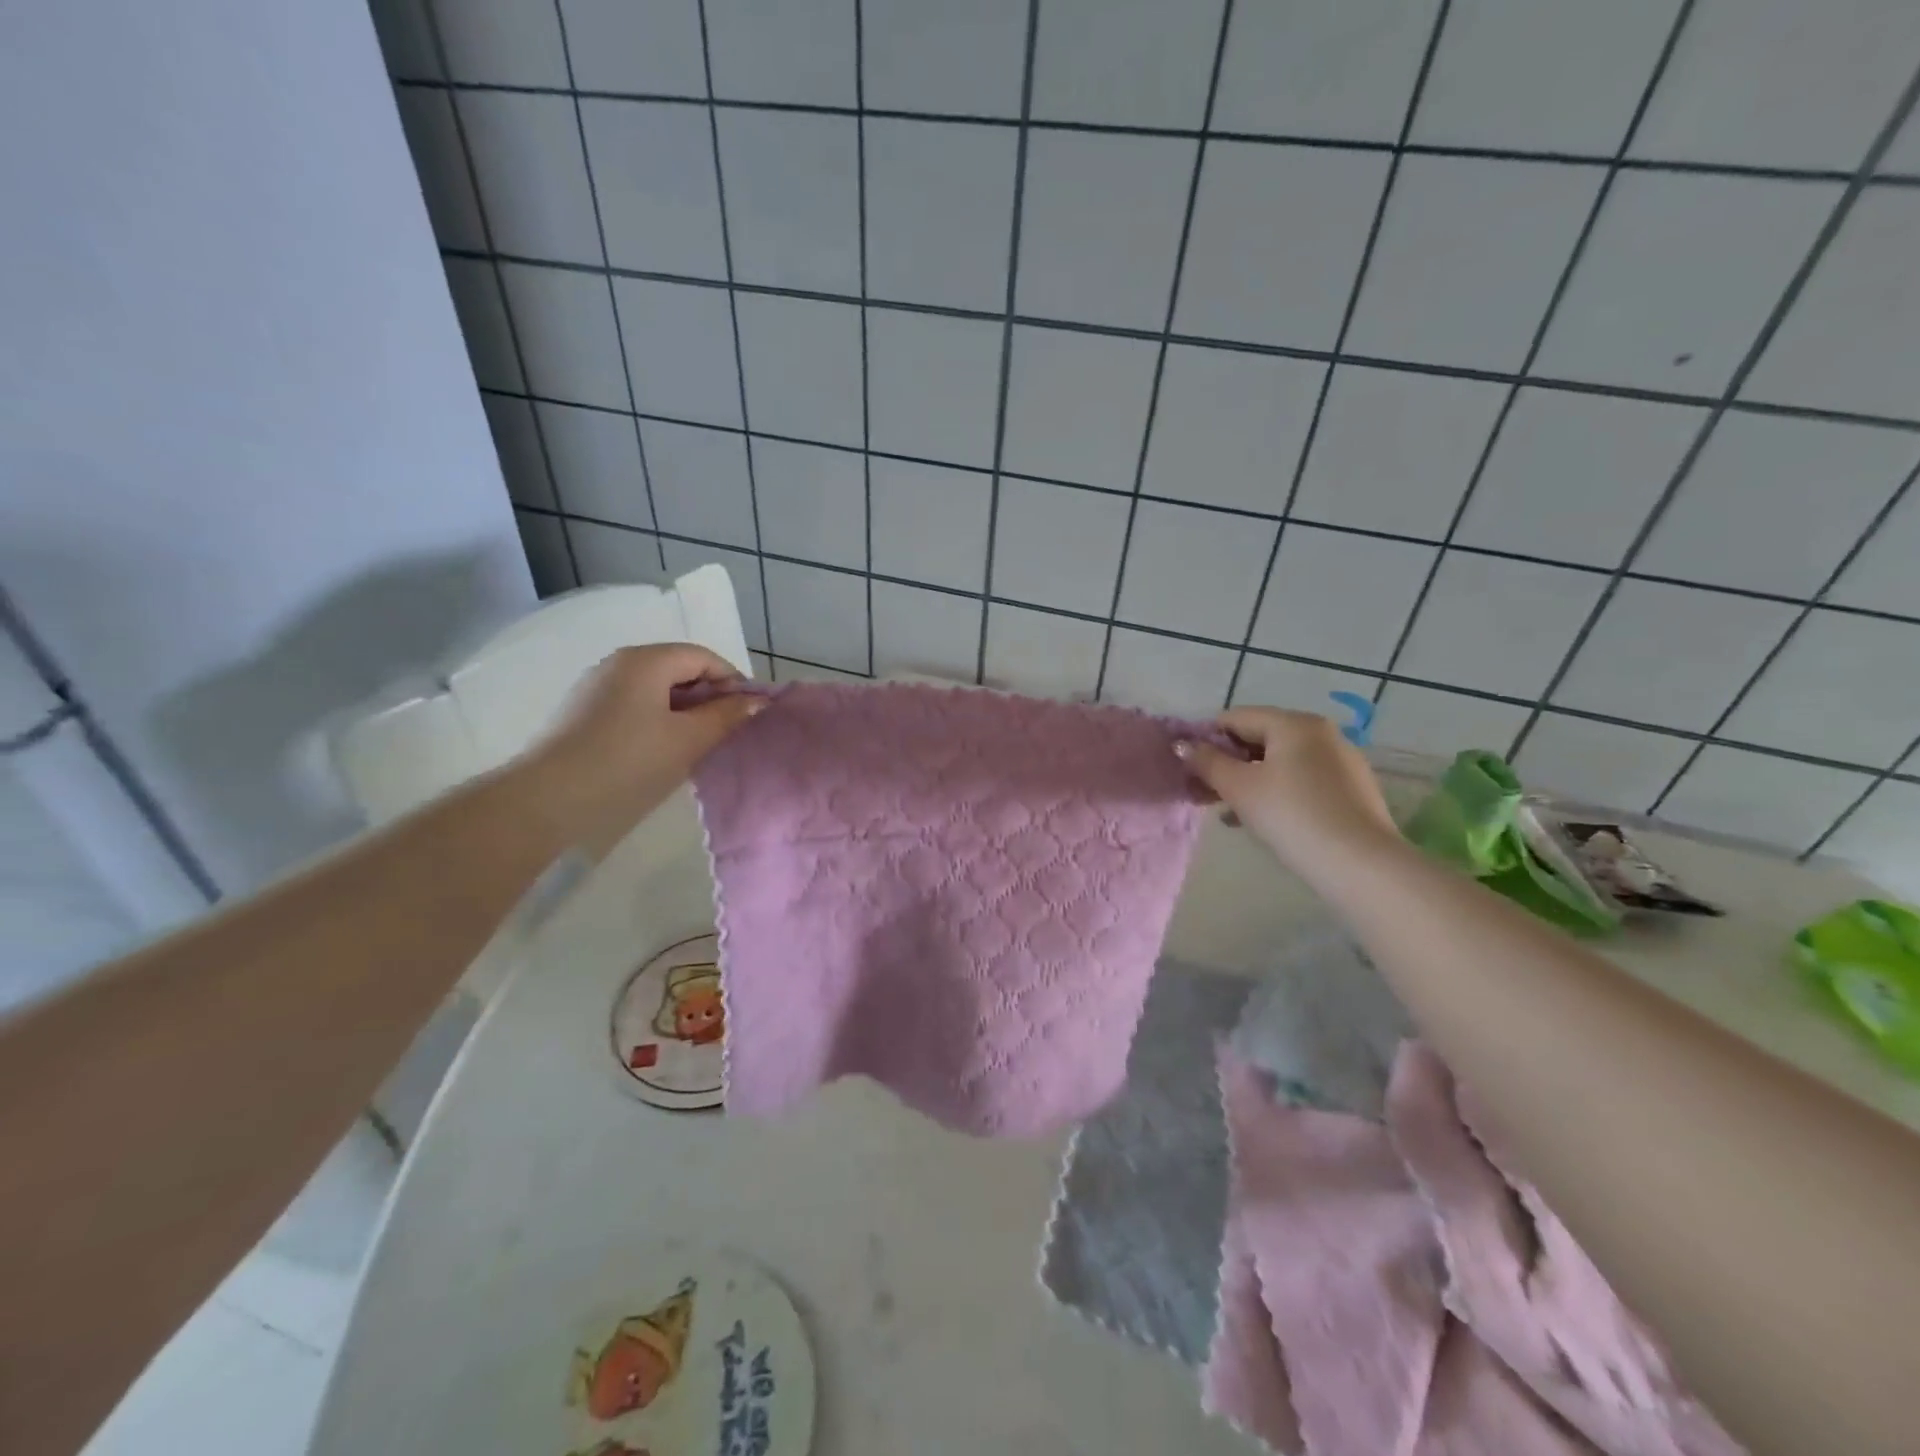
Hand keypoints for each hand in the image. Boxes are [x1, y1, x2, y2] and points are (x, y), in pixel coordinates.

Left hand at [519, 643, 762, 856]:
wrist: (548, 799)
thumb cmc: (628, 762)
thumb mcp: (688, 740)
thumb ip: (726, 716)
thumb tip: (757, 700)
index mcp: (646, 660)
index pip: (704, 657)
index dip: (733, 682)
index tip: (749, 715)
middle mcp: (620, 662)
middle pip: (679, 668)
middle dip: (709, 696)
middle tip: (727, 732)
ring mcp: (597, 685)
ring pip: (656, 688)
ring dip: (685, 710)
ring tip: (698, 743)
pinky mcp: (583, 711)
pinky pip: (634, 703)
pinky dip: (658, 718)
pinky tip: (662, 749)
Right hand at [1176, 706, 1397, 869]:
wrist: (1358, 864)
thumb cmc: (1291, 815)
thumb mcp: (1239, 788)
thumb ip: (1207, 762)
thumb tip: (1182, 745)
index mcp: (1294, 723)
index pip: (1236, 718)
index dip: (1206, 739)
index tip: (1188, 768)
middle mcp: (1321, 733)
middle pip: (1259, 739)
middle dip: (1227, 764)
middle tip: (1203, 793)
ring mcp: (1341, 761)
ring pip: (1281, 762)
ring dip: (1249, 781)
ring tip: (1228, 812)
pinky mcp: (1351, 790)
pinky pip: (1302, 781)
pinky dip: (1277, 792)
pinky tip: (1262, 820)